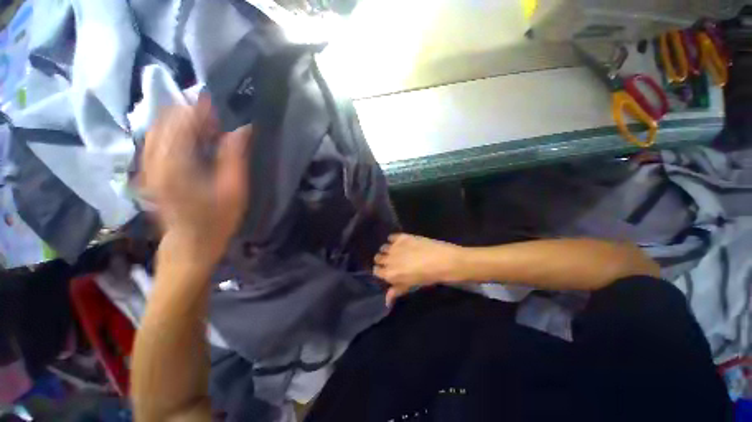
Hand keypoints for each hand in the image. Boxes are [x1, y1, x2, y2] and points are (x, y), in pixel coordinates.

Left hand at [141, 96, 251, 268]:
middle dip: (193, 112)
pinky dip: (176, 132)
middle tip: (220, 119)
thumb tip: (243, 128)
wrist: (190, 244)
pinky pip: (159, 139)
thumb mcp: (234, 190)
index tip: (223, 103)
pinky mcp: (150, 169)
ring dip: (184, 121)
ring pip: (161, 126)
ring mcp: (149, 164)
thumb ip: (235, 156)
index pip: (183, 120)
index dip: (203, 107)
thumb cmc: (217, 220)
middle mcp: (155, 158)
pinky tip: (195, 140)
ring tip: (209, 128)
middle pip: (168, 119)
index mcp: (175, 163)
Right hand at [374, 234, 464, 305]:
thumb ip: (397, 290)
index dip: (381, 271)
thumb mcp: (412, 285)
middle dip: (383, 260)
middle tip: (393, 262)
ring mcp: (395, 247)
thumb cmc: (428, 277)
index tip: (387, 271)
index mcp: (390, 274)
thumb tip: (387, 301)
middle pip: (378, 258)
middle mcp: (389, 259)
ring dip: (388, 250)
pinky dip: (394, 240)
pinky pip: (391, 237)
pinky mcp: (402, 237)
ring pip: (384, 247)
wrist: (443, 261)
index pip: (376, 271)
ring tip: (398, 252)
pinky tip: (402, 243)